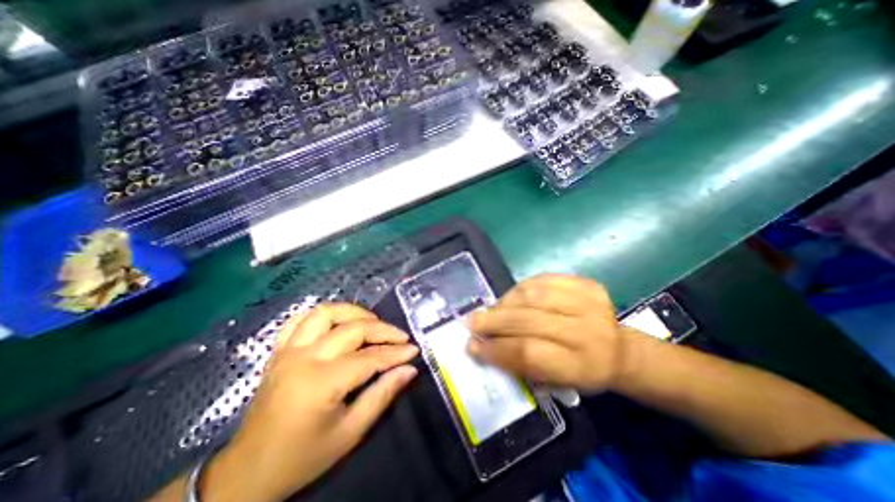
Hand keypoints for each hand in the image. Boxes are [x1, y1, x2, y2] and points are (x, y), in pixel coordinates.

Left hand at [205, 303, 422, 500]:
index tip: (413, 351)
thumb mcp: (350, 433)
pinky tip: (338, 322)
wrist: (247, 472)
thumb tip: (409, 369)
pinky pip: (301, 319)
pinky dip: (324, 315)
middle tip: (400, 338)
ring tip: (373, 323)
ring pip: (326, 313)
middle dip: (383, 330)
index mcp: (320, 384)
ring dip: (354, 312)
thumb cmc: (303, 457)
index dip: (395, 353)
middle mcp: (303, 358)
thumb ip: (382, 395)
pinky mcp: (279, 350)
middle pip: (352, 329)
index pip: (369, 358)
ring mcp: (288, 351)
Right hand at [468, 275, 643, 391]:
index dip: (496, 348)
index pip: (529, 353)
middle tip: (473, 322)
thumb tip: (480, 346)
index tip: (473, 346)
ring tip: (492, 310)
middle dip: (494, 321)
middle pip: (528, 320)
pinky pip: (543, 279)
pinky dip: (521, 288)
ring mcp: (589, 301)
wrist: (620, 349)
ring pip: (532, 295)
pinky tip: (512, 298)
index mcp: (582, 366)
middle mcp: (588, 331)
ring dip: (505, 302)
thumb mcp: (555, 382)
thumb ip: (519, 364)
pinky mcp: (586, 283)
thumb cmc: (583, 372)